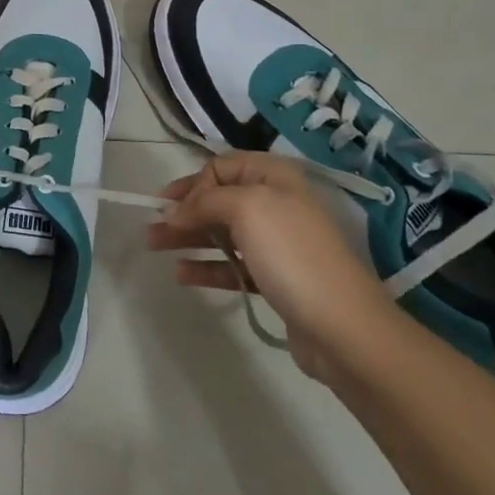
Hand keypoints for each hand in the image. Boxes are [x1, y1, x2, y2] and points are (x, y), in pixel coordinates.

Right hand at [146, 152, 397, 377]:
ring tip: (154, 247)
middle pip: (219, 200)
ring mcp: (277, 244)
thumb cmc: (292, 254)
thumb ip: (204, 202)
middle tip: (150, 225)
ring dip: (188, 237)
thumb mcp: (246, 209)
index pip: (221, 167)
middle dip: (183, 210)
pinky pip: (233, 265)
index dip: (193, 183)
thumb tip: (175, 212)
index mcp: (274, 178)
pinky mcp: (276, 280)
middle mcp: (277, 204)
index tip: (170, 207)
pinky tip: (181, 273)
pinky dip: (207, 267)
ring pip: (222, 233)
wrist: (344, 327)